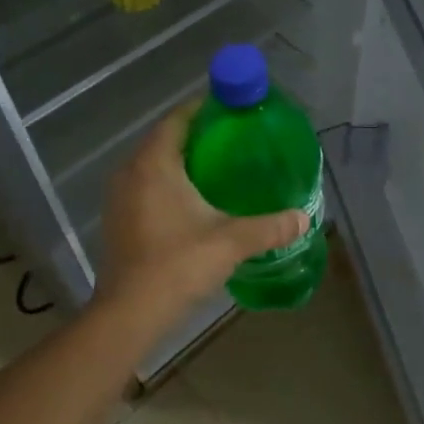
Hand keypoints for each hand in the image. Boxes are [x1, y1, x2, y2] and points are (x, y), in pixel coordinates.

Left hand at [96, 101, 306, 322]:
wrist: (129, 315)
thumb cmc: (177, 266)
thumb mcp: (231, 242)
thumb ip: (270, 227)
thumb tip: (304, 219)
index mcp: (154, 165)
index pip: (177, 119)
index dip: (203, 108)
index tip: (232, 108)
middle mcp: (130, 172)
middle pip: (165, 139)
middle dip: (197, 134)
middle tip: (234, 137)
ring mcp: (120, 197)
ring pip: (153, 163)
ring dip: (182, 159)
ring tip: (219, 166)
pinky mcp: (119, 219)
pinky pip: (146, 185)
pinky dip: (169, 182)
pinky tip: (195, 198)